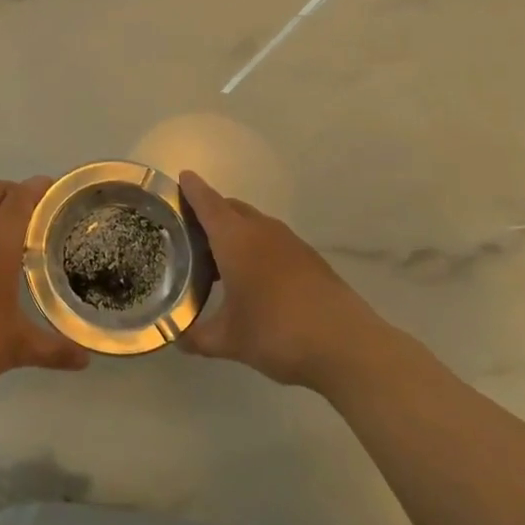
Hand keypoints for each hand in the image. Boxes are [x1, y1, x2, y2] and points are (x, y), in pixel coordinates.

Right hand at [179, 170, 387, 391]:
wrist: (347, 346)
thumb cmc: (277, 333)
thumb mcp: (229, 341)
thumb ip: (198, 337)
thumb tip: (177, 338)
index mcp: (236, 240)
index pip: (208, 204)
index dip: (193, 190)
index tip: (181, 177)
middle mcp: (262, 231)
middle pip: (231, 209)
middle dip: (211, 212)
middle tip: (190, 231)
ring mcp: (290, 243)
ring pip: (254, 224)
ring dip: (235, 231)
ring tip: (218, 258)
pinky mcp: (311, 259)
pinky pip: (273, 240)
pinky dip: (256, 247)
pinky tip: (254, 277)